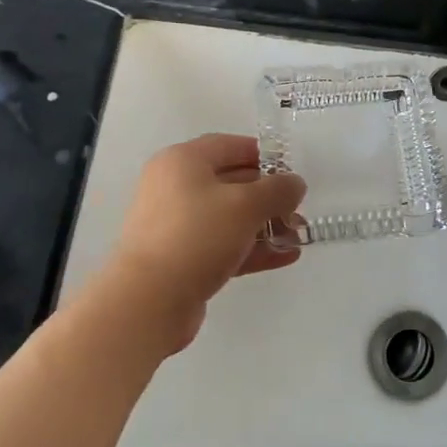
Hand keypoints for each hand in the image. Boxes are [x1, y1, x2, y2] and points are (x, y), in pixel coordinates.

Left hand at [92, 134, 307, 355]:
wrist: (148, 301)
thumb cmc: (197, 235)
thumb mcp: (246, 205)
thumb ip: (277, 190)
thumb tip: (294, 184)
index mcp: (182, 162)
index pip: (228, 146)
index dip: (262, 154)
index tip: (290, 170)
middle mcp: (174, 188)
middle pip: (229, 182)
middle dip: (268, 196)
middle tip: (297, 208)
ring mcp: (175, 226)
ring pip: (227, 218)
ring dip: (263, 225)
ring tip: (297, 236)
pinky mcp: (180, 259)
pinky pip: (221, 246)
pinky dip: (250, 249)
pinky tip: (284, 257)